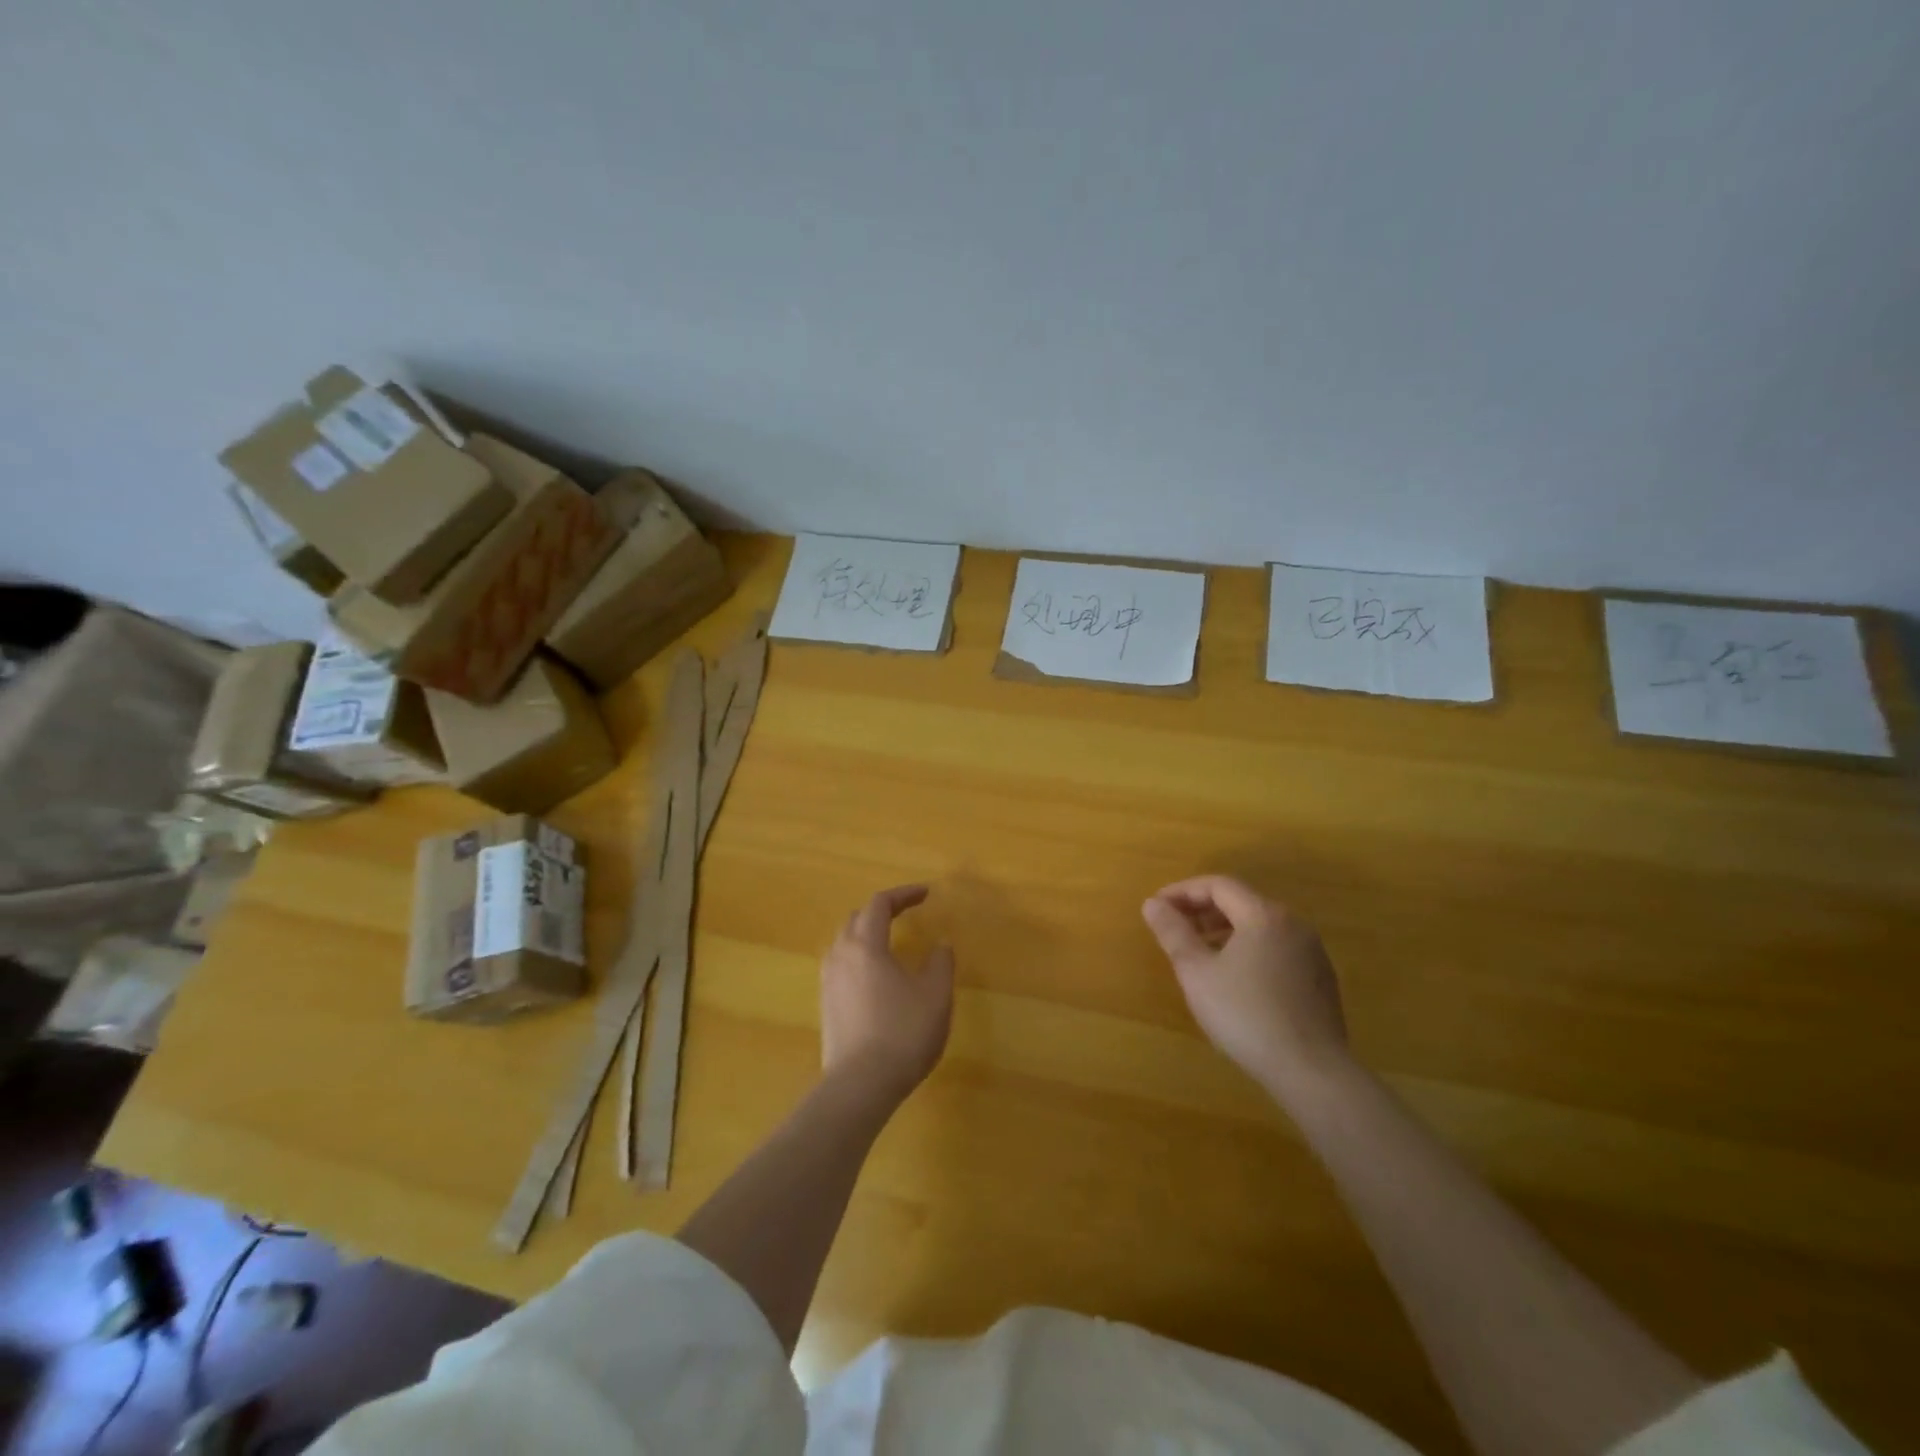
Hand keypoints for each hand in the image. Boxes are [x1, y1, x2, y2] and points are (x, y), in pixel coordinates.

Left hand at [820, 885, 954, 1101]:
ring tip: (889, 941)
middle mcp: (840, 955)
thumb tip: (940, 944)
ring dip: (867, 933)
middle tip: (906, 913)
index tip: (926, 893)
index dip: (904, 894)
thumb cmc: (902, 1033)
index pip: (880, 904)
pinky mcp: (825, 1005)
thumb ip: (940, 963)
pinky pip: (841, 965)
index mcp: (866, 945)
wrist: (860, 1085)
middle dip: (881, 910)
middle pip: (857, 918)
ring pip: (844, 942)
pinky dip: (859, 957)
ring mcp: (828, 981)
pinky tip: (875, 976)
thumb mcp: (935, 995)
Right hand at [1142, 875, 1350, 1097]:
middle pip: (1241, 901)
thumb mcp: (1197, 973)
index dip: (1183, 891)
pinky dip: (1248, 949)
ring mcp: (1311, 952)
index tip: (1157, 907)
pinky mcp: (1320, 979)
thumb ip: (1173, 933)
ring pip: (1260, 926)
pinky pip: (1276, 948)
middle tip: (1174, 927)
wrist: (1312, 1071)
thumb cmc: (1246, 1015)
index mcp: (1264, 915)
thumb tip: (1152, 904)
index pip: (1218, 885)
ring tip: (1199, 952)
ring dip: (1224, 930)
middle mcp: (1293, 924)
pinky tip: (1234, 978)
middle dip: (1202, 909)